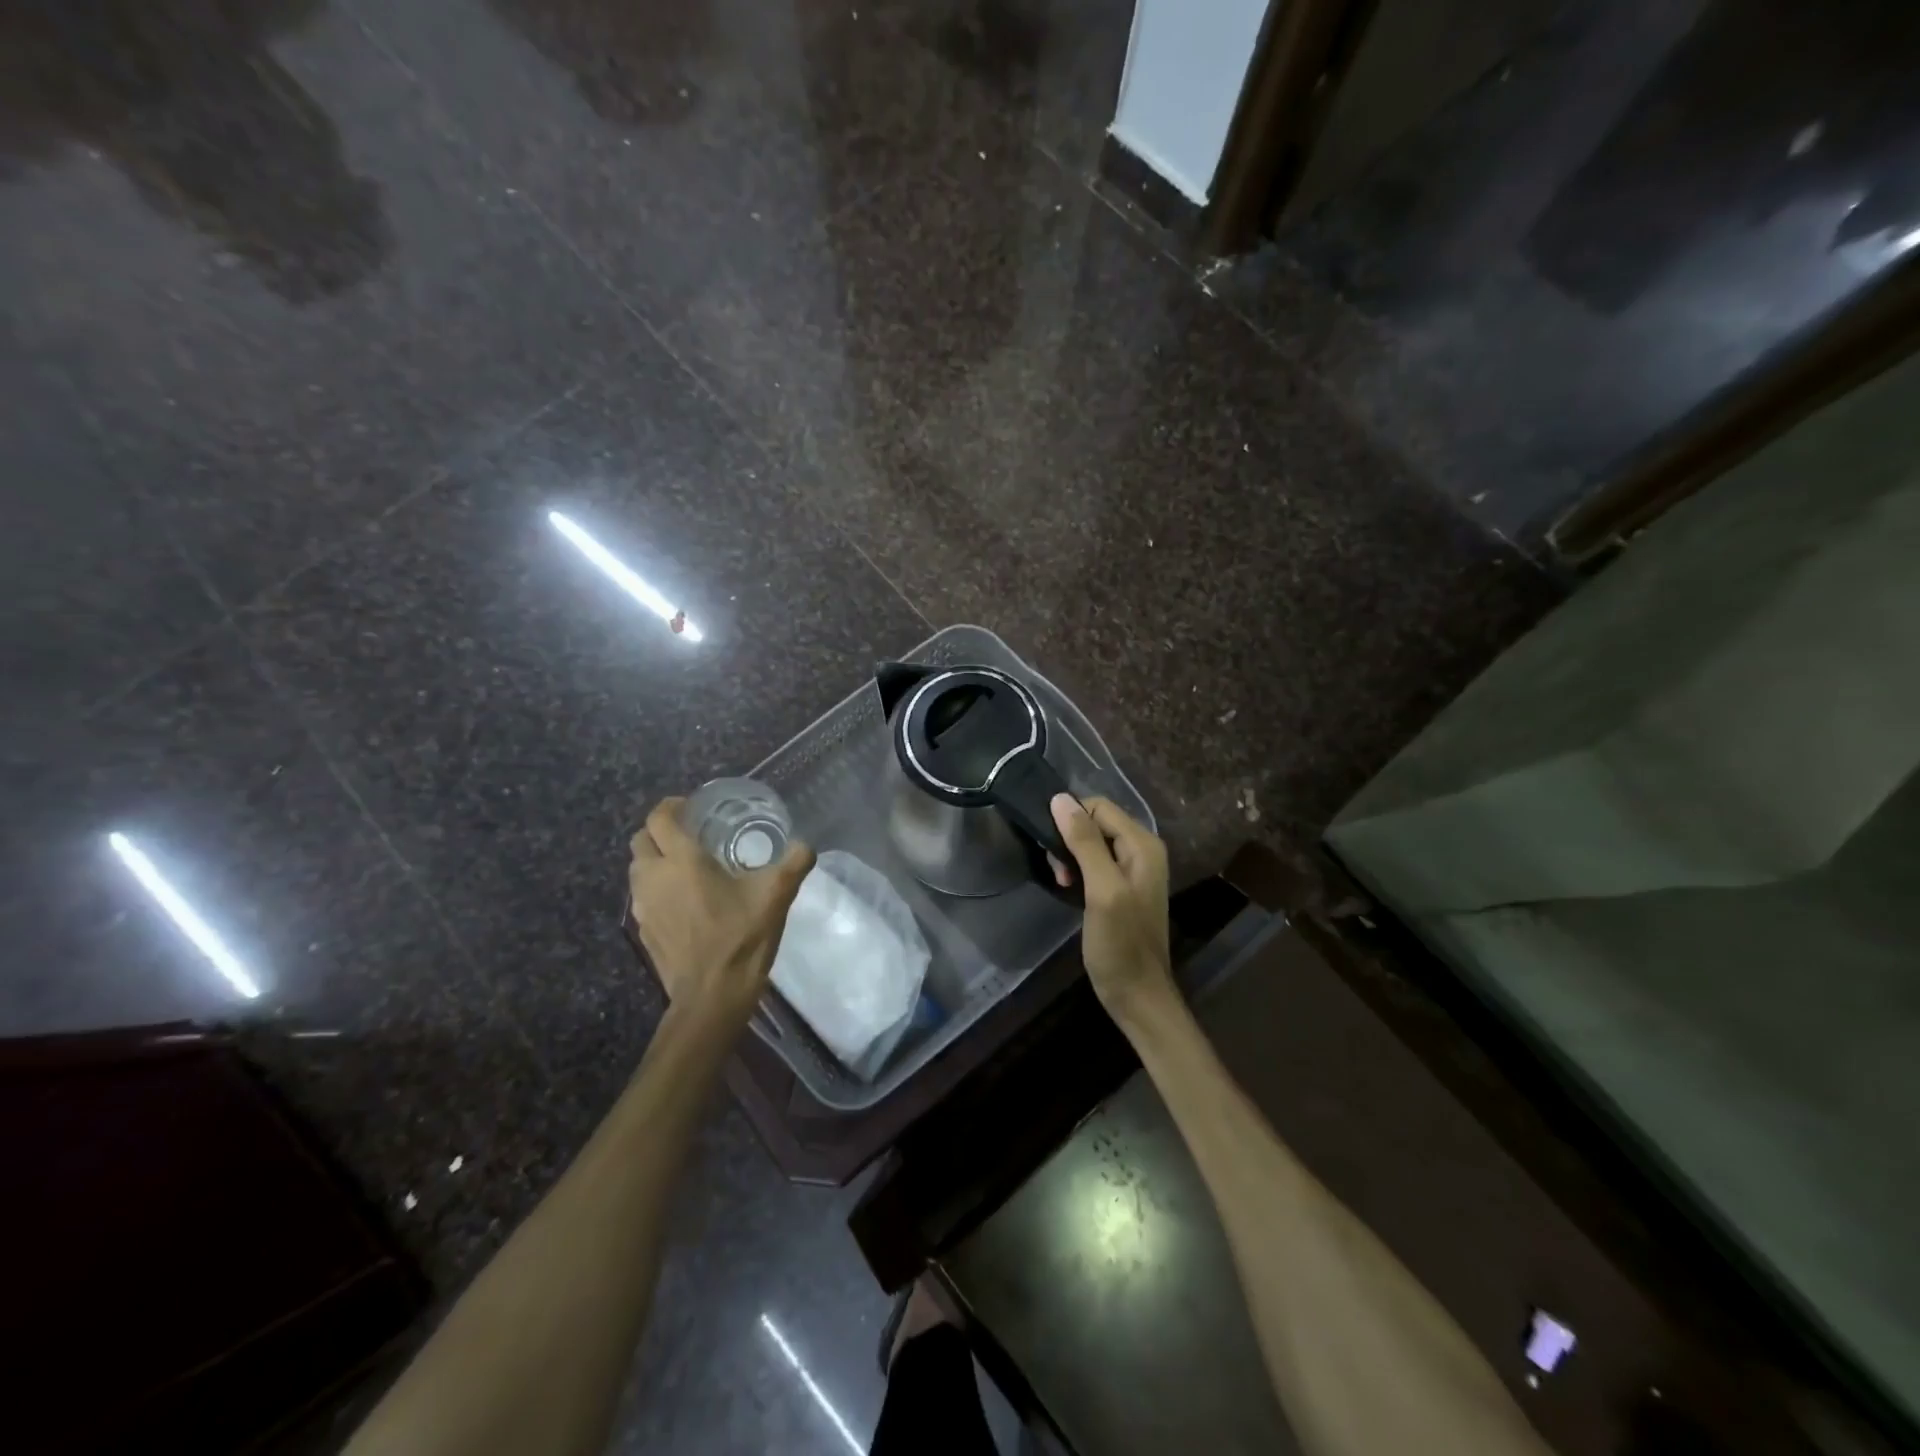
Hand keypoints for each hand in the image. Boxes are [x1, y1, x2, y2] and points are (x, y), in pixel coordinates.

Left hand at [628, 797, 814, 1029]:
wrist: (711, 995)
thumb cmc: (741, 937)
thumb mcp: (775, 895)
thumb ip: (794, 862)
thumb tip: (806, 844)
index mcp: (682, 860)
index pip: (660, 818)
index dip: (671, 806)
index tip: (691, 806)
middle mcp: (654, 877)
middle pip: (640, 840)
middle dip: (659, 830)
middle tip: (689, 833)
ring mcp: (643, 906)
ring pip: (637, 868)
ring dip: (654, 859)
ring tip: (685, 866)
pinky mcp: (643, 930)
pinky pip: (642, 896)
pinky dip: (656, 888)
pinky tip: (683, 900)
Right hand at [1050, 794, 1173, 1028]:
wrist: (1136, 994)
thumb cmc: (1120, 943)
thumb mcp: (1102, 890)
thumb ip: (1085, 843)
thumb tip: (1060, 799)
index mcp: (1143, 844)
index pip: (1099, 806)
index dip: (1070, 819)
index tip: (1051, 847)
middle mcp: (1142, 850)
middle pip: (1095, 821)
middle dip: (1068, 838)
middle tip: (1057, 871)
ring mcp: (1132, 869)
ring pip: (1090, 841)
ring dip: (1069, 855)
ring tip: (1061, 882)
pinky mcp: (1120, 886)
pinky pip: (1093, 861)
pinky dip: (1077, 868)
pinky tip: (1068, 887)